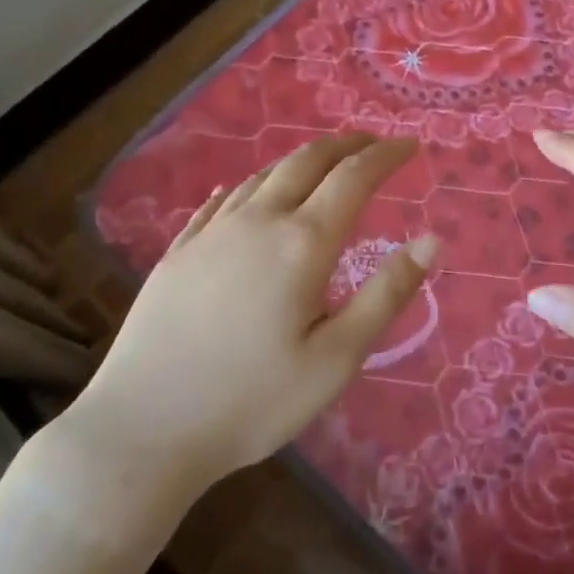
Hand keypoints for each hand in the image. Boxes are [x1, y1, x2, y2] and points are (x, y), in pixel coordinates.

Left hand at [52, 134, 436, 541]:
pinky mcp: (177, 253)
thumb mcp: (337, 358)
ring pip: (262, 175)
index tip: (411, 146)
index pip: (354, 178)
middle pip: (306, 162)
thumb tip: (431, 240)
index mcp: (302, 243)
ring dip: (300, 160)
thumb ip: (387, 294)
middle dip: (345, 145)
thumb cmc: (253, 401)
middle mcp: (258, 222)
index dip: (386, 156)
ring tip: (322, 162)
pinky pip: (220, 202)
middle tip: (372, 143)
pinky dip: (247, 186)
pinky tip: (243, 190)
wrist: (142, 430)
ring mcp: (211, 234)